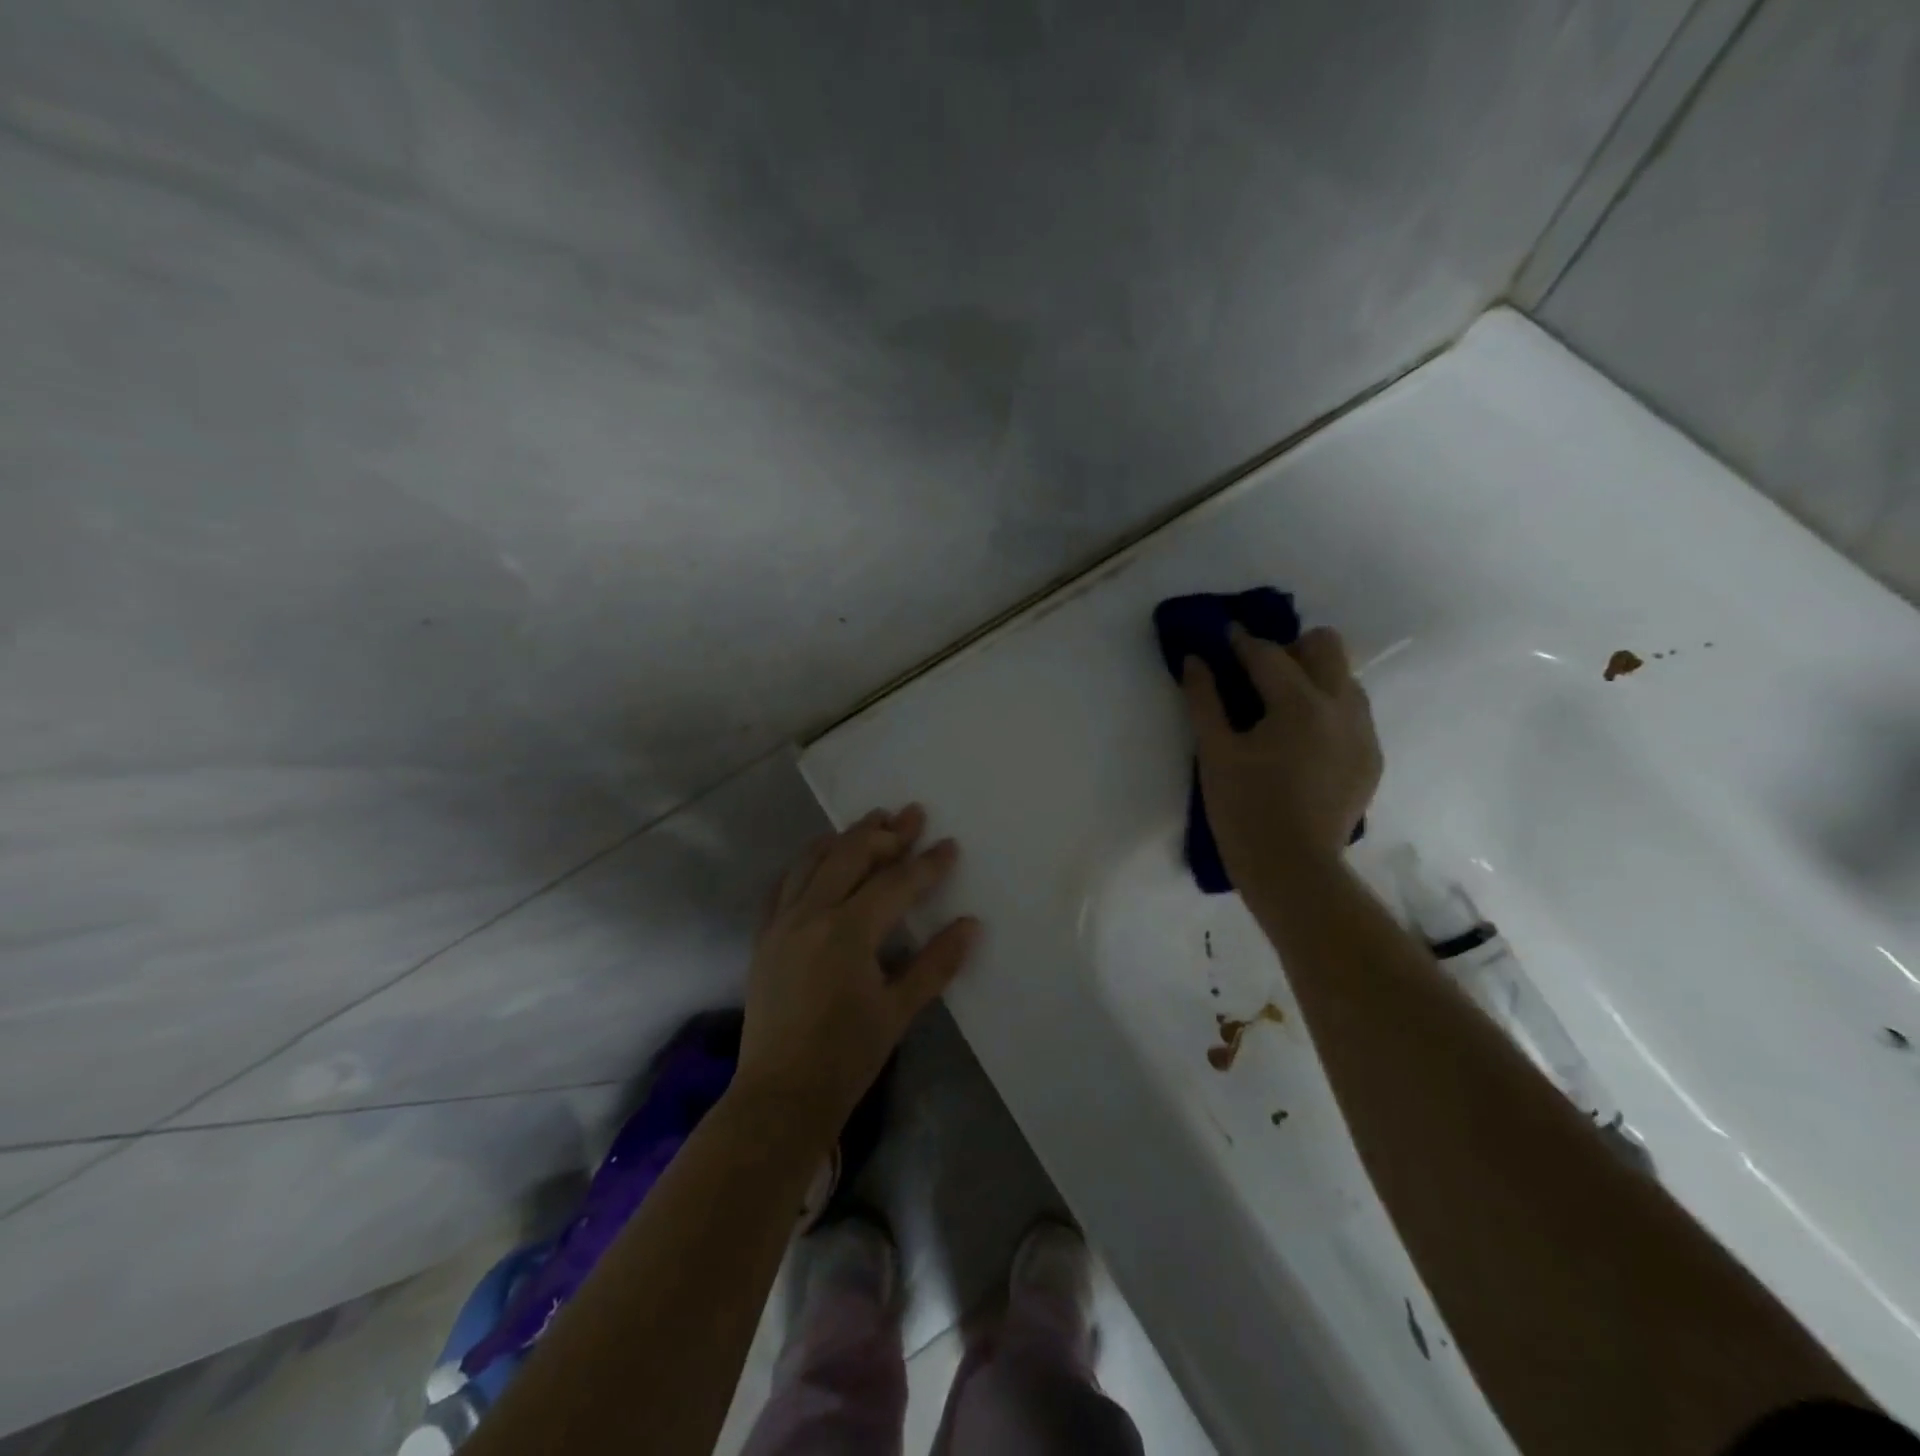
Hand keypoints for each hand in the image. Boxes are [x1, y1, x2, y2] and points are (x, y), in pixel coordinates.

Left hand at [734, 805, 977, 1137]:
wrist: (779, 1097)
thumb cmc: (846, 1057)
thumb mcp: (898, 1011)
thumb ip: (936, 964)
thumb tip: (971, 925)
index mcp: (847, 932)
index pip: (895, 884)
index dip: (926, 864)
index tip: (950, 844)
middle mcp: (811, 915)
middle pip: (851, 856)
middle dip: (885, 833)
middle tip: (911, 813)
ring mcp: (781, 922)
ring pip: (813, 861)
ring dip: (845, 838)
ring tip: (870, 821)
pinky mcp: (764, 936)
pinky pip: (784, 884)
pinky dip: (806, 862)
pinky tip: (820, 857)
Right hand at [1183, 625, 1382, 881]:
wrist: (1293, 870)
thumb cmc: (1244, 810)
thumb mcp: (1215, 753)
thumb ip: (1204, 700)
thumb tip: (1195, 660)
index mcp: (1300, 704)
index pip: (1269, 654)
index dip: (1241, 642)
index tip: (1223, 636)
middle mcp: (1342, 707)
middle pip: (1326, 646)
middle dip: (1290, 649)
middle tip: (1257, 674)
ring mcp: (1363, 733)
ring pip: (1345, 678)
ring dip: (1313, 678)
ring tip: (1280, 708)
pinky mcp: (1371, 758)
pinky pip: (1353, 713)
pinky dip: (1326, 711)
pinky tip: (1301, 742)